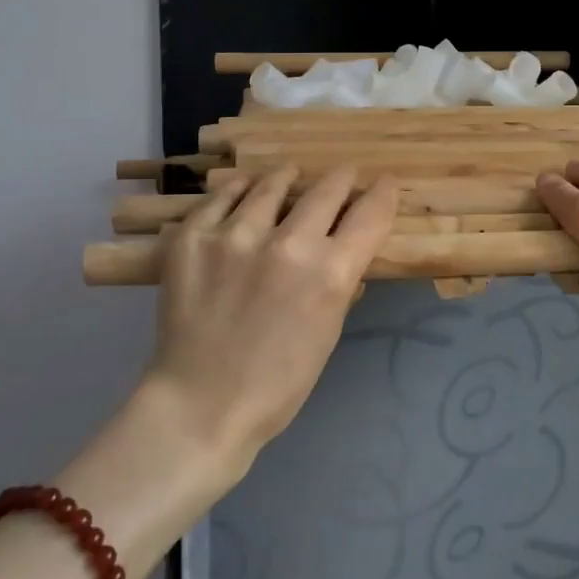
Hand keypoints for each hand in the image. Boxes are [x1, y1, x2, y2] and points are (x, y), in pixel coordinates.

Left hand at [143, 166, 397, 470]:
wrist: (200, 404)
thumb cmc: (278, 383)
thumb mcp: (328, 332)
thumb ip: (341, 284)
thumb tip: (347, 252)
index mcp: (330, 273)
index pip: (370, 214)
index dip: (383, 193)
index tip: (385, 183)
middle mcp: (289, 243)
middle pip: (328, 189)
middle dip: (343, 179)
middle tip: (345, 175)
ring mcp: (236, 235)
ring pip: (272, 185)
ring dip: (289, 178)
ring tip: (290, 174)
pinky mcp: (194, 237)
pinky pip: (223, 196)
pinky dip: (239, 190)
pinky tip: (245, 189)